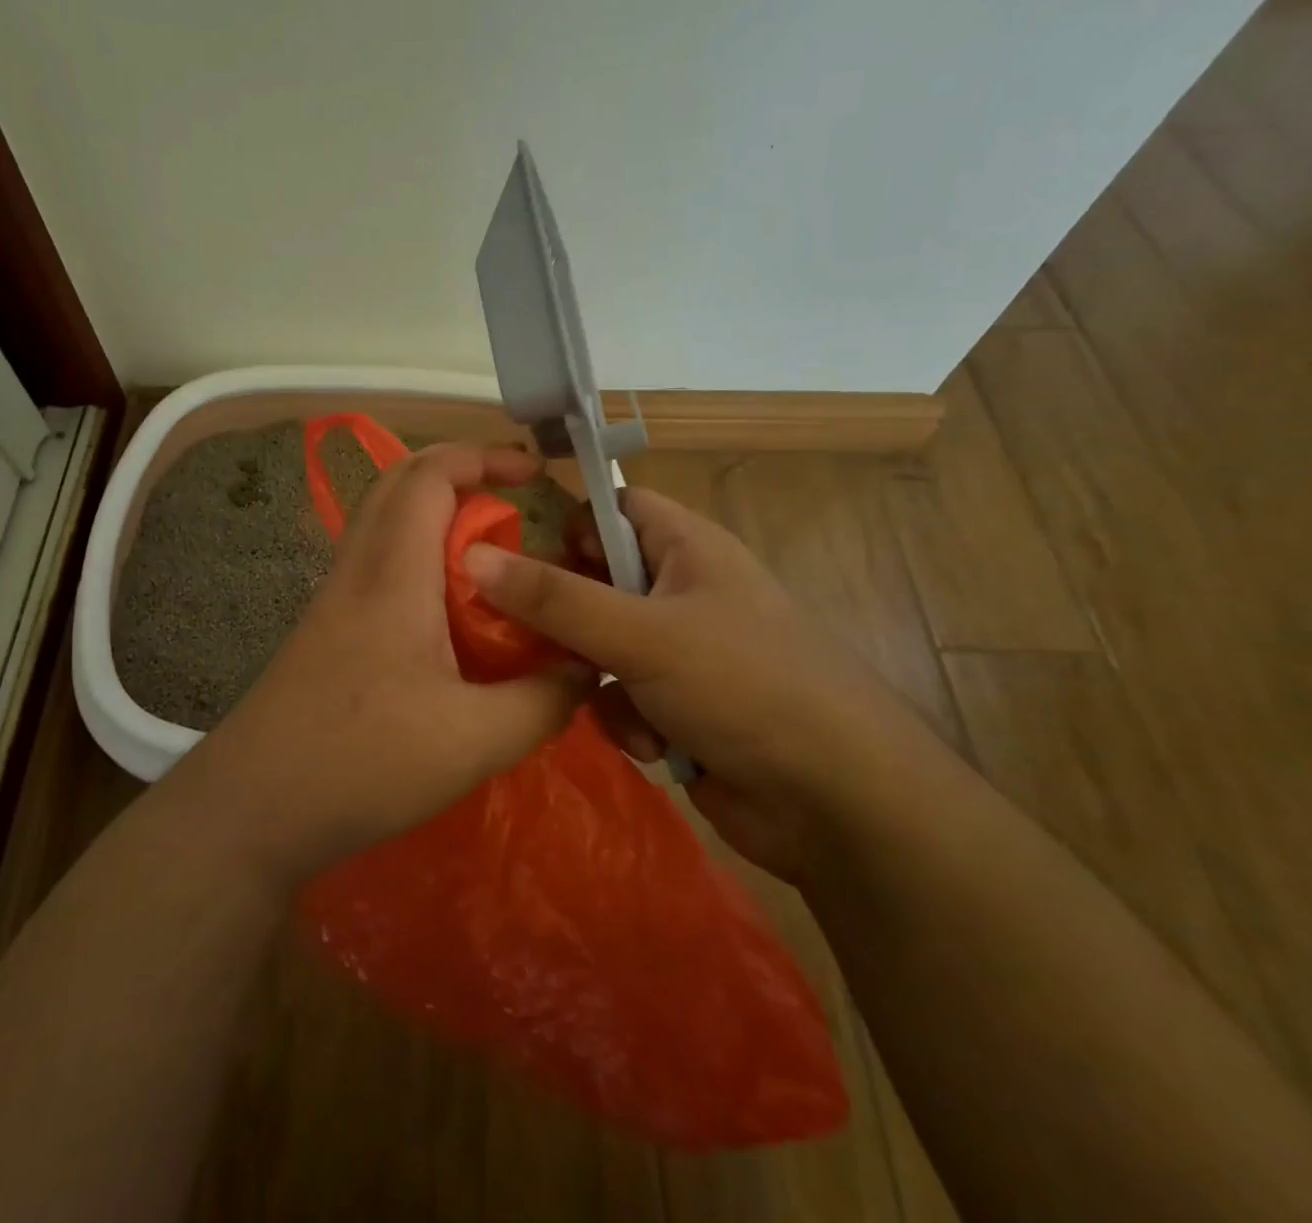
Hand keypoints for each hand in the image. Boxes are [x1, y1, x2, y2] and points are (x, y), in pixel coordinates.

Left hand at [170, 443, 593, 890]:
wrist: (252, 805)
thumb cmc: (363, 762)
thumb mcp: (475, 741)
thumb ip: (543, 700)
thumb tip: (586, 666)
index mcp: (393, 574)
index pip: (429, 476)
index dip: (482, 457)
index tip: (533, 471)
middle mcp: (358, 568)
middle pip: (398, 482)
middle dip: (458, 471)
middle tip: (511, 498)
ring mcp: (333, 596)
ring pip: (382, 520)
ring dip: (434, 512)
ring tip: (488, 551)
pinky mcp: (325, 627)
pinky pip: (375, 560)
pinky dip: (416, 553)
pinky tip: (446, 606)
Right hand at [463, 487, 923, 879]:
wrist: (838, 804)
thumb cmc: (746, 687)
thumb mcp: (642, 634)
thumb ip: (555, 598)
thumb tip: (473, 556)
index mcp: (687, 548)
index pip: (612, 507)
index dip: (564, 522)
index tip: (509, 552)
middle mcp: (681, 591)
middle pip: (594, 580)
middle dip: (564, 615)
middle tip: (522, 635)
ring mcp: (680, 652)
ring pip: (598, 645)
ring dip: (594, 677)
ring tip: (609, 702)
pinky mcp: (677, 706)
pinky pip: (620, 696)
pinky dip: (625, 719)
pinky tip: (651, 746)